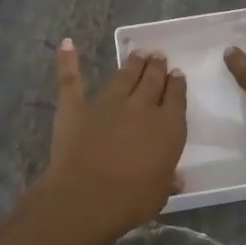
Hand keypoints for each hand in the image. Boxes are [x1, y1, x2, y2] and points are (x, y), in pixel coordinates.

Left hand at [39, 40, 186, 236]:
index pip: (176, 97)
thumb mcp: (161, 192)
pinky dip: (68, 61)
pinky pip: (72, 80)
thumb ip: (168, 179)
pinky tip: (67, 44)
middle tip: (158, 56)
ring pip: (123, 76)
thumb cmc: (132, 200)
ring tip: (138, 54)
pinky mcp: (76, 107)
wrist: (88, 197)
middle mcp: (141, 107)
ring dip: (132, 64)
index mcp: (168, 127)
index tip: (177, 74)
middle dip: (157, 67)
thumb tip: (177, 178)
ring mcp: (107, 103)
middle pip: (152, 80)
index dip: (177, 84)